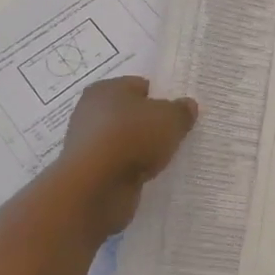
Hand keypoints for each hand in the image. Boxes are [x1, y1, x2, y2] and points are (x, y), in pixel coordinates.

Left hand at [59, 77, 198, 236]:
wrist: (95, 188)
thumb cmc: (132, 138)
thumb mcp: (170, 119)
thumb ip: (181, 111)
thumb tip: (187, 105)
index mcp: (106, 88)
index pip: (139, 86)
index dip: (160, 97)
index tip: (177, 114)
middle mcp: (90, 111)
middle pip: (130, 114)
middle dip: (149, 124)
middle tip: (173, 135)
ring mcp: (87, 144)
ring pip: (123, 141)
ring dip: (140, 149)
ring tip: (163, 159)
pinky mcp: (88, 172)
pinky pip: (117, 165)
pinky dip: (130, 170)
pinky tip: (146, 177)